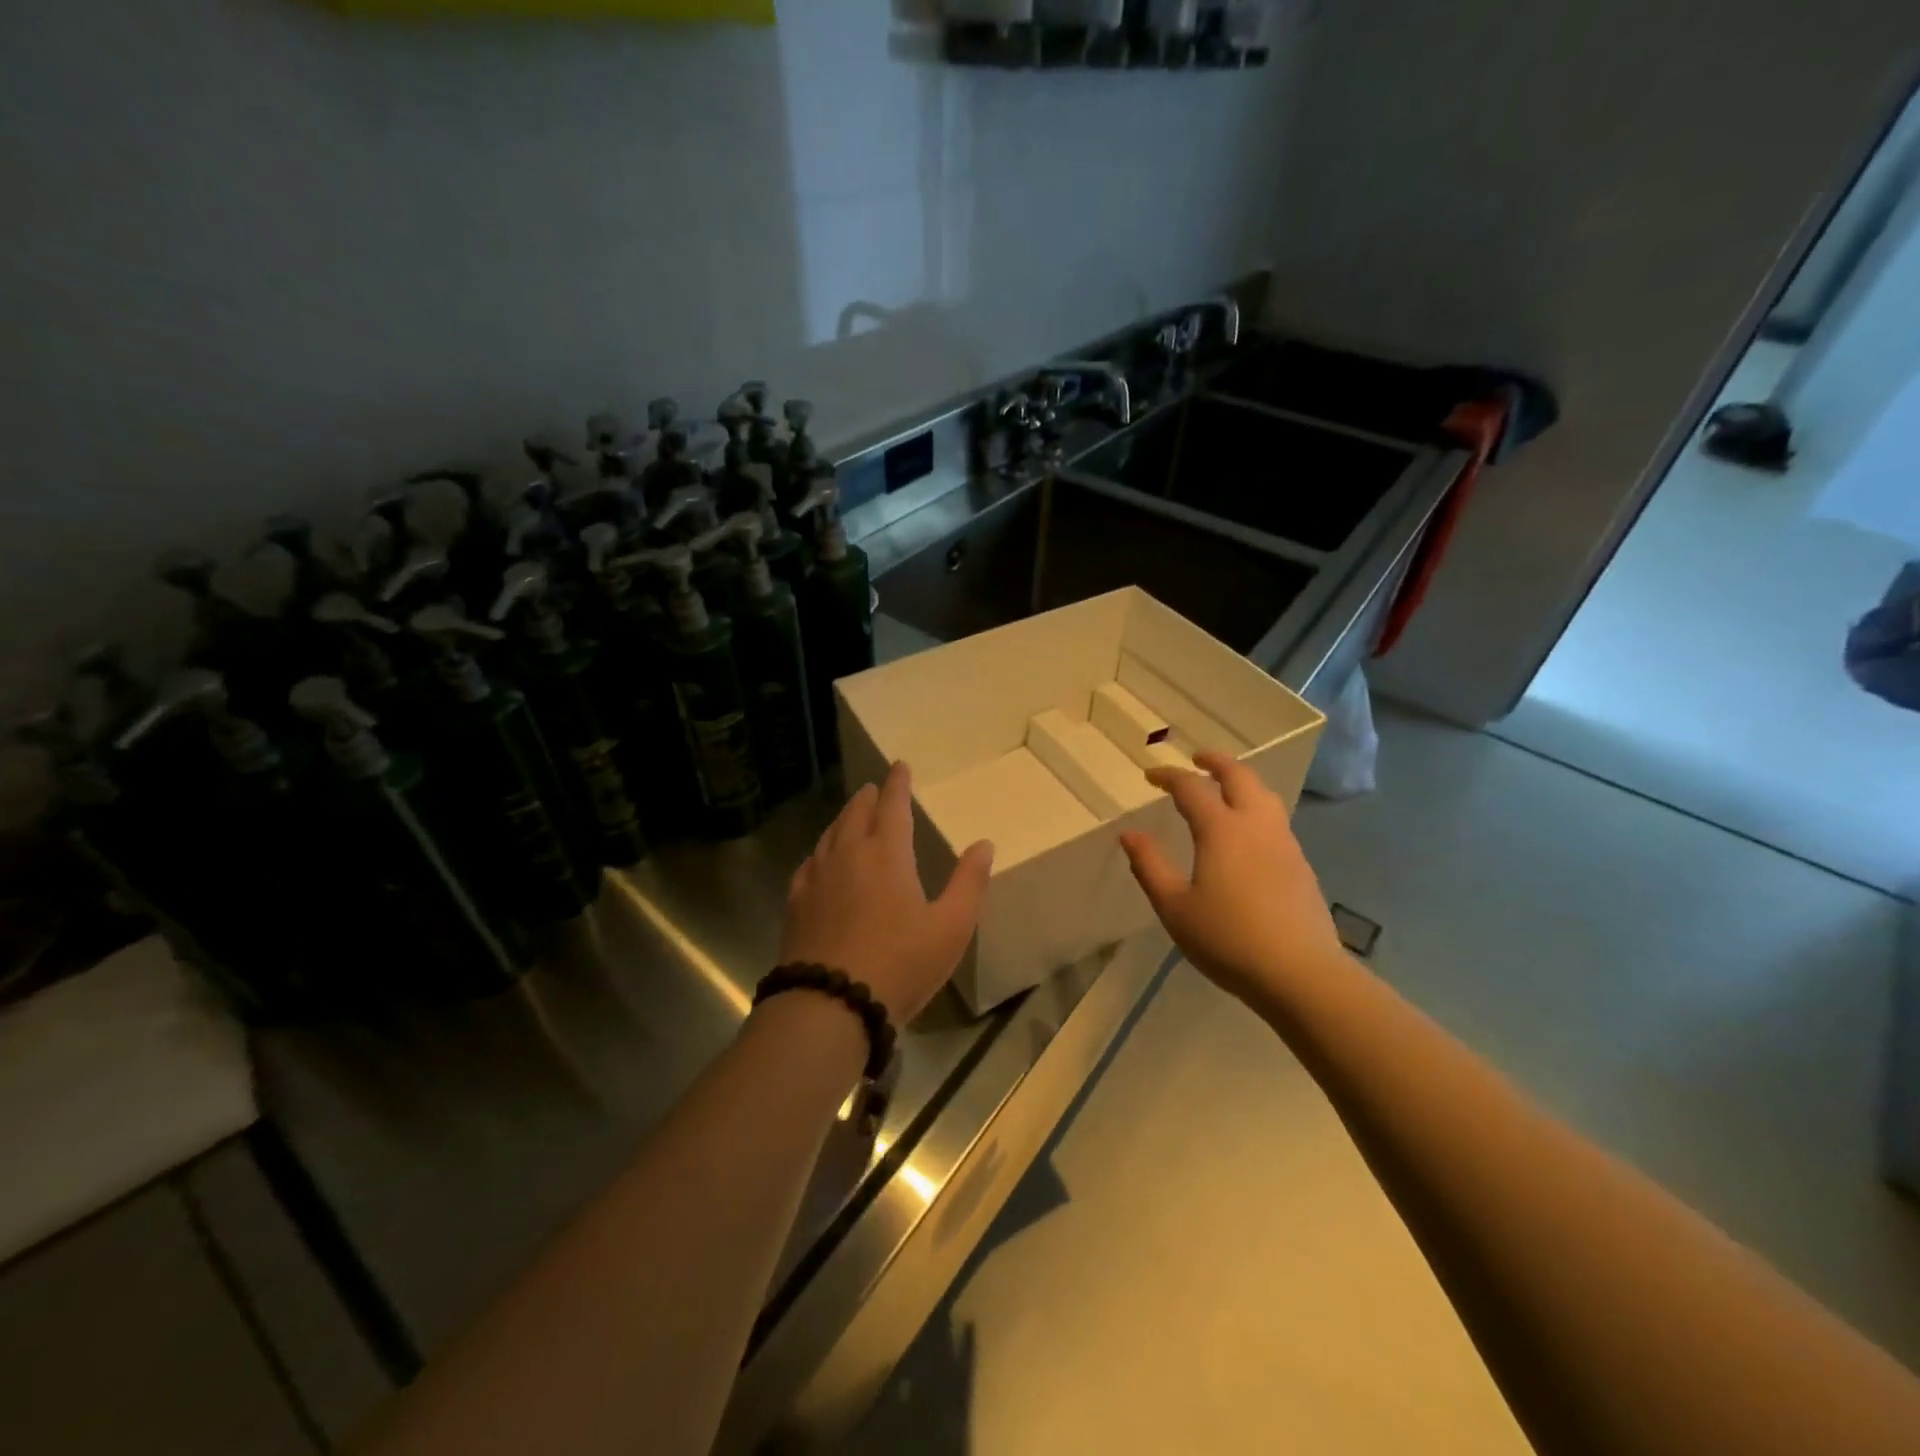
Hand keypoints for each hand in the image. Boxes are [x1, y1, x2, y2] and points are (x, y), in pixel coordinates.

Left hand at [780, 761, 993, 1026]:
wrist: (830, 1004)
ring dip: (843, 819)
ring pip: (830, 834)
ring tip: (851, 815)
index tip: (899, 767)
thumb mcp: (951, 927)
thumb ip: (969, 882)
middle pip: (855, 814)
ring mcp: (817, 878)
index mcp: (886, 854)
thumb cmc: (900, 963)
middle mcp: (848, 855)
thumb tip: (983, 844)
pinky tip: (820, 860)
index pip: (893, 806)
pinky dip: (821, 851)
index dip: (898, 784)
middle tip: (874, 788)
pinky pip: (809, 863)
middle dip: (868, 798)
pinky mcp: (796, 903)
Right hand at [1119, 751, 1346, 1004]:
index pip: (1191, 788)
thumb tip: (1129, 834)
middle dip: (1216, 761)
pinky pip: (1275, 818)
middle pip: (1239, 776)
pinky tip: (1248, 830)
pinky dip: (1256, 806)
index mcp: (1221, 830)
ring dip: (1241, 780)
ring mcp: (1284, 843)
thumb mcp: (1174, 907)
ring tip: (1225, 786)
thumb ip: (1149, 866)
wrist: (1299, 973)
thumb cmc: (1227, 938)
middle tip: (1197, 758)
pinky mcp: (1300, 864)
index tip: (1150, 776)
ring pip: (1264, 795)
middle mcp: (1255, 825)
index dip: (1169, 776)